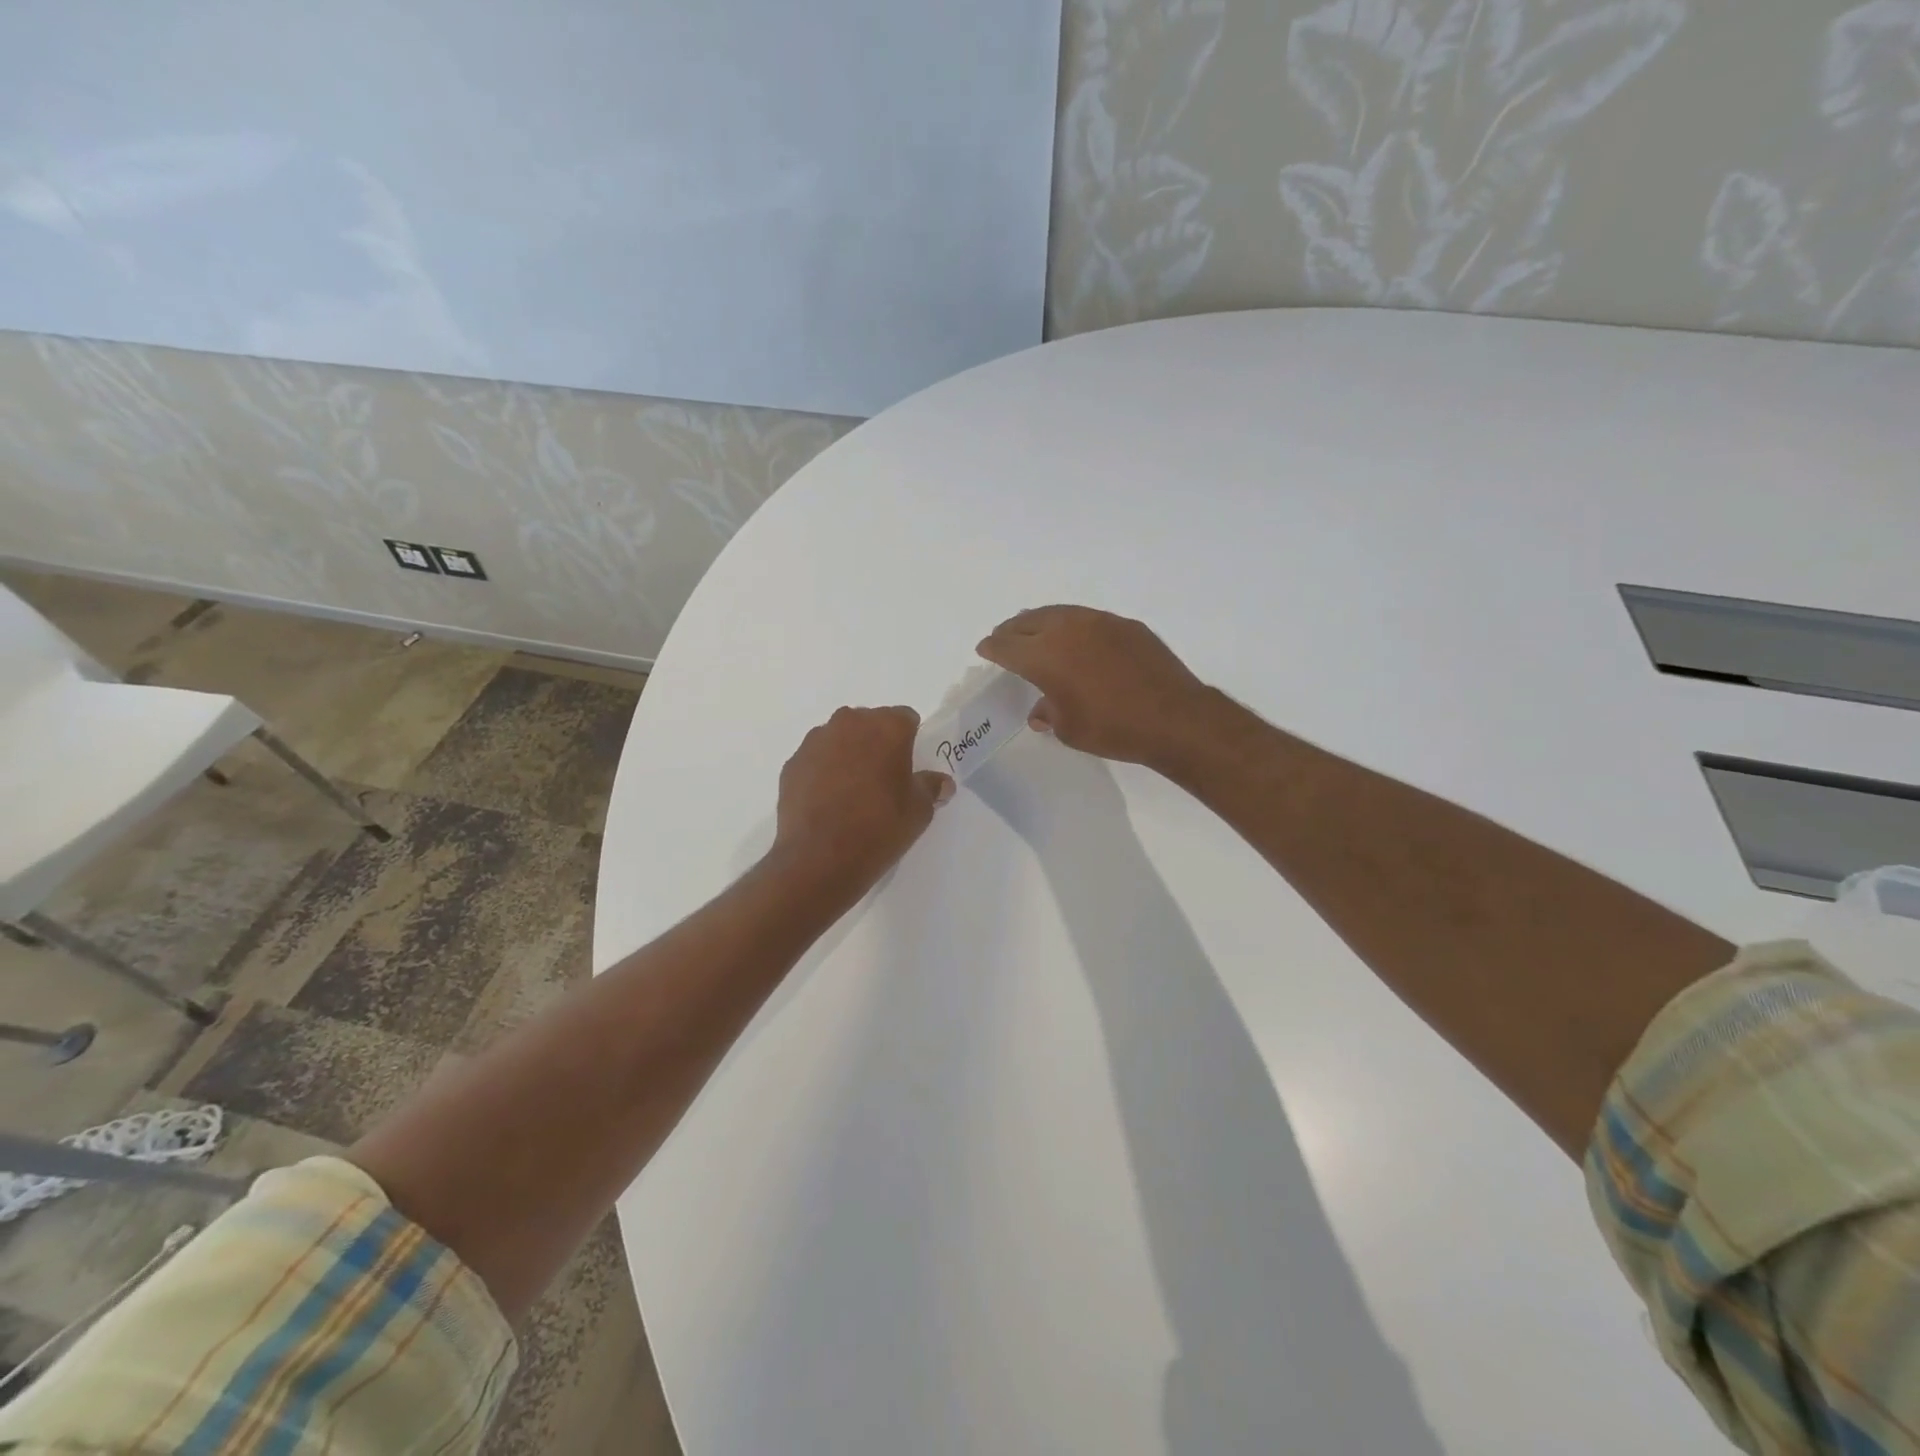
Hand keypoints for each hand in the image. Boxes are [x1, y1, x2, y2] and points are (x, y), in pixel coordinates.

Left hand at [772, 706, 954, 892]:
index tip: (909, 767)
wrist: (820, 857)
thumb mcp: (919, 811)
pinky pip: (816, 760)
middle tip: (883, 779)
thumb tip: (941, 783)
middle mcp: (849, 723)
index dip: (910, 741)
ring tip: (852, 792)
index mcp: (887, 727)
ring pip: (840, 739)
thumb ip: (931, 787)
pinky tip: (828, 802)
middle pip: (870, 724)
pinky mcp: (792, 763)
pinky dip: (823, 772)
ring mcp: (816, 741)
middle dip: (877, 743)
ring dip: (848, 755)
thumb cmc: (880, 827)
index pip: (906, 718)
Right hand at [976, 606, 1215, 768]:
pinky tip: (1077, 639)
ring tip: (1036, 632)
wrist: (1174, 718)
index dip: (993, 648)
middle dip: (1012, 630)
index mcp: (1045, 655)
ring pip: (1059, 614)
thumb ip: (1048, 713)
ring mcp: (1100, 622)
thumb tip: (1040, 709)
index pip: (1007, 646)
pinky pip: (1088, 619)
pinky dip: (1072, 626)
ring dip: (1041, 622)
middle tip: (1004, 638)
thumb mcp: (1069, 729)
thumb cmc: (1113, 729)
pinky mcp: (1126, 625)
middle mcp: (1067, 629)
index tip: (985, 649)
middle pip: (1029, 622)